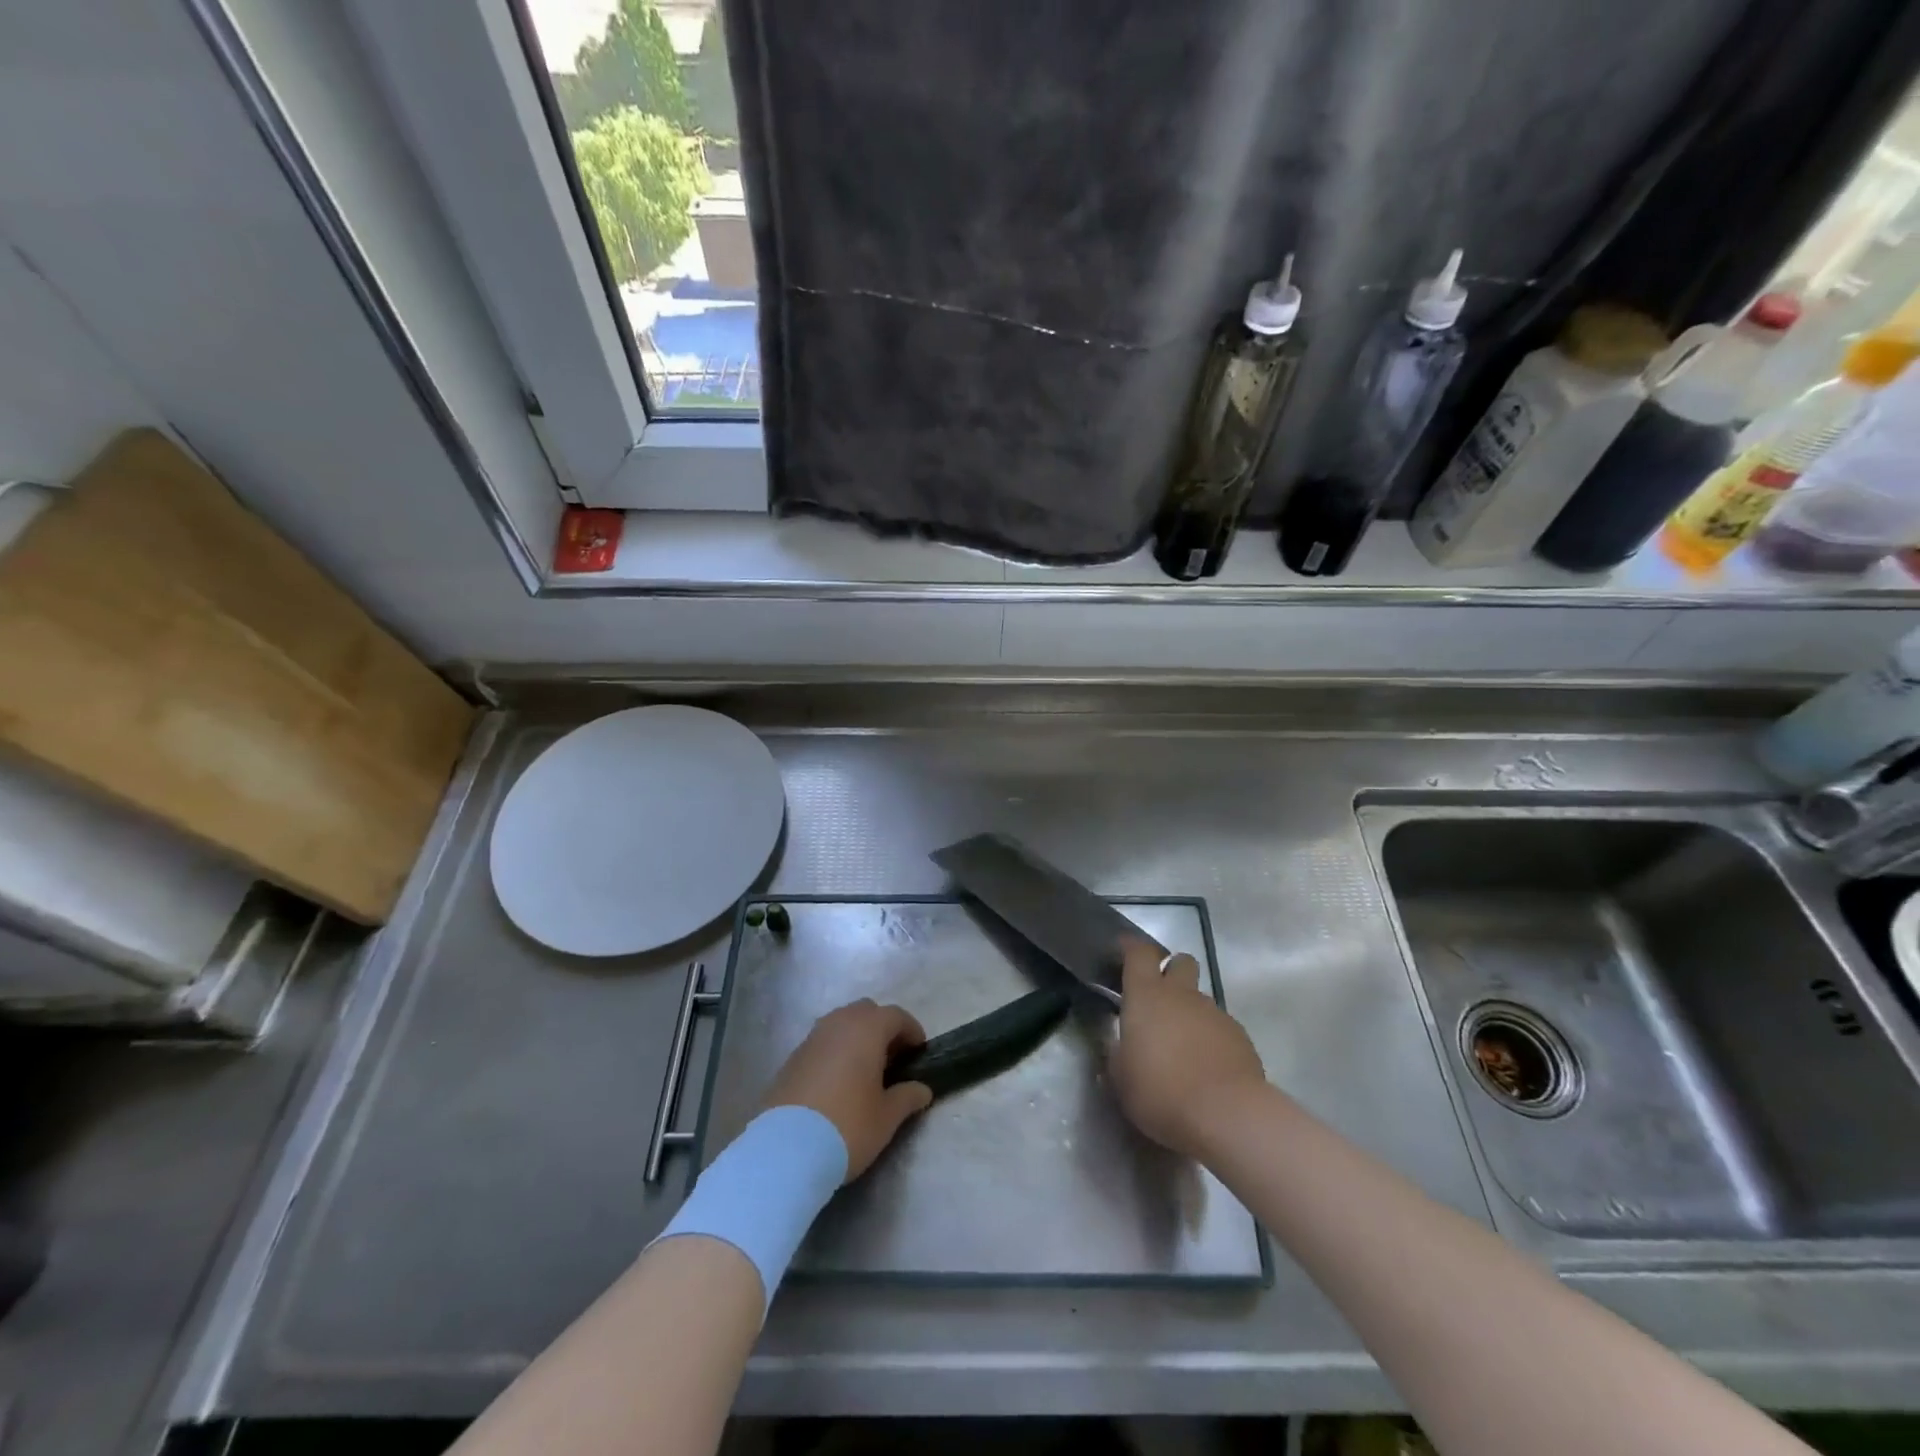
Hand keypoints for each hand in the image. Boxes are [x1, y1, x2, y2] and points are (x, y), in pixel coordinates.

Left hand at [761, 999, 934, 1180]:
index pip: (896, 1016)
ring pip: (841, 1024)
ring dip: (856, 1038)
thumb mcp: (886, 1117)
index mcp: (866, 1029)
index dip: (911, 1031)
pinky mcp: (791, 1058)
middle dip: (882, 1028)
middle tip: (892, 1059)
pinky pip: (822, 1043)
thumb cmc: (847, 1126)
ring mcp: (811, 1038)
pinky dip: (835, 1052)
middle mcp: (838, 1023)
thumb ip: (907, 1097)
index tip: (919, 1052)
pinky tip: (837, 1083)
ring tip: (864, 1071)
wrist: (784, 1151)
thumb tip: (922, 1089)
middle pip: (866, 1012)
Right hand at [1108, 936, 1265, 1157]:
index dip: (1131, 949)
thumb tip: (1119, 1047)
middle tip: (1159, 1000)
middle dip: (1171, 972)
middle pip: (1181, 962)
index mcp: (1147, 996)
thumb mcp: (1121, 1079)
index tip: (1123, 953)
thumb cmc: (1161, 1091)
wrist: (1227, 1115)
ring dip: (1190, 1014)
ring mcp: (1215, 1013)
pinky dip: (1211, 1039)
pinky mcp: (1240, 1036)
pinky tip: (1206, 1069)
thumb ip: (1118, 1055)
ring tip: (1182, 1050)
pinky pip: (1220, 1027)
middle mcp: (1182, 994)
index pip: (1139, 953)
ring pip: (1200, 999)